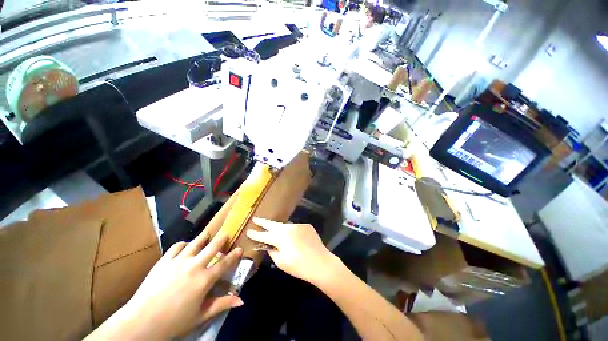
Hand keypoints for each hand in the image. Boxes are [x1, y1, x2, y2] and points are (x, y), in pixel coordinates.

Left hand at [95, 233, 243, 338]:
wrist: (141, 321)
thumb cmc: (174, 322)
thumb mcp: (201, 316)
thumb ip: (222, 305)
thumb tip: (241, 301)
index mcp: (205, 280)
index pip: (225, 263)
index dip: (234, 255)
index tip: (240, 248)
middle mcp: (195, 266)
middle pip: (212, 247)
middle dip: (221, 239)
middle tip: (226, 234)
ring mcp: (179, 261)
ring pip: (196, 243)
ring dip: (204, 237)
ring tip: (208, 234)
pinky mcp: (165, 261)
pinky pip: (177, 247)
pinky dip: (184, 244)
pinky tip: (186, 246)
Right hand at [246, 217, 337, 284]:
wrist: (321, 263)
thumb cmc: (299, 266)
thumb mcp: (281, 262)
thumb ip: (272, 251)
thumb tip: (268, 246)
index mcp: (280, 237)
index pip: (264, 235)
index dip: (255, 234)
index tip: (249, 231)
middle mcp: (288, 227)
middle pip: (273, 224)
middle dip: (263, 222)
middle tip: (256, 219)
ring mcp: (298, 225)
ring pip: (284, 226)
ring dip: (278, 228)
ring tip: (273, 230)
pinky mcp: (306, 226)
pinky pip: (295, 228)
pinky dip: (291, 232)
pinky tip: (293, 239)